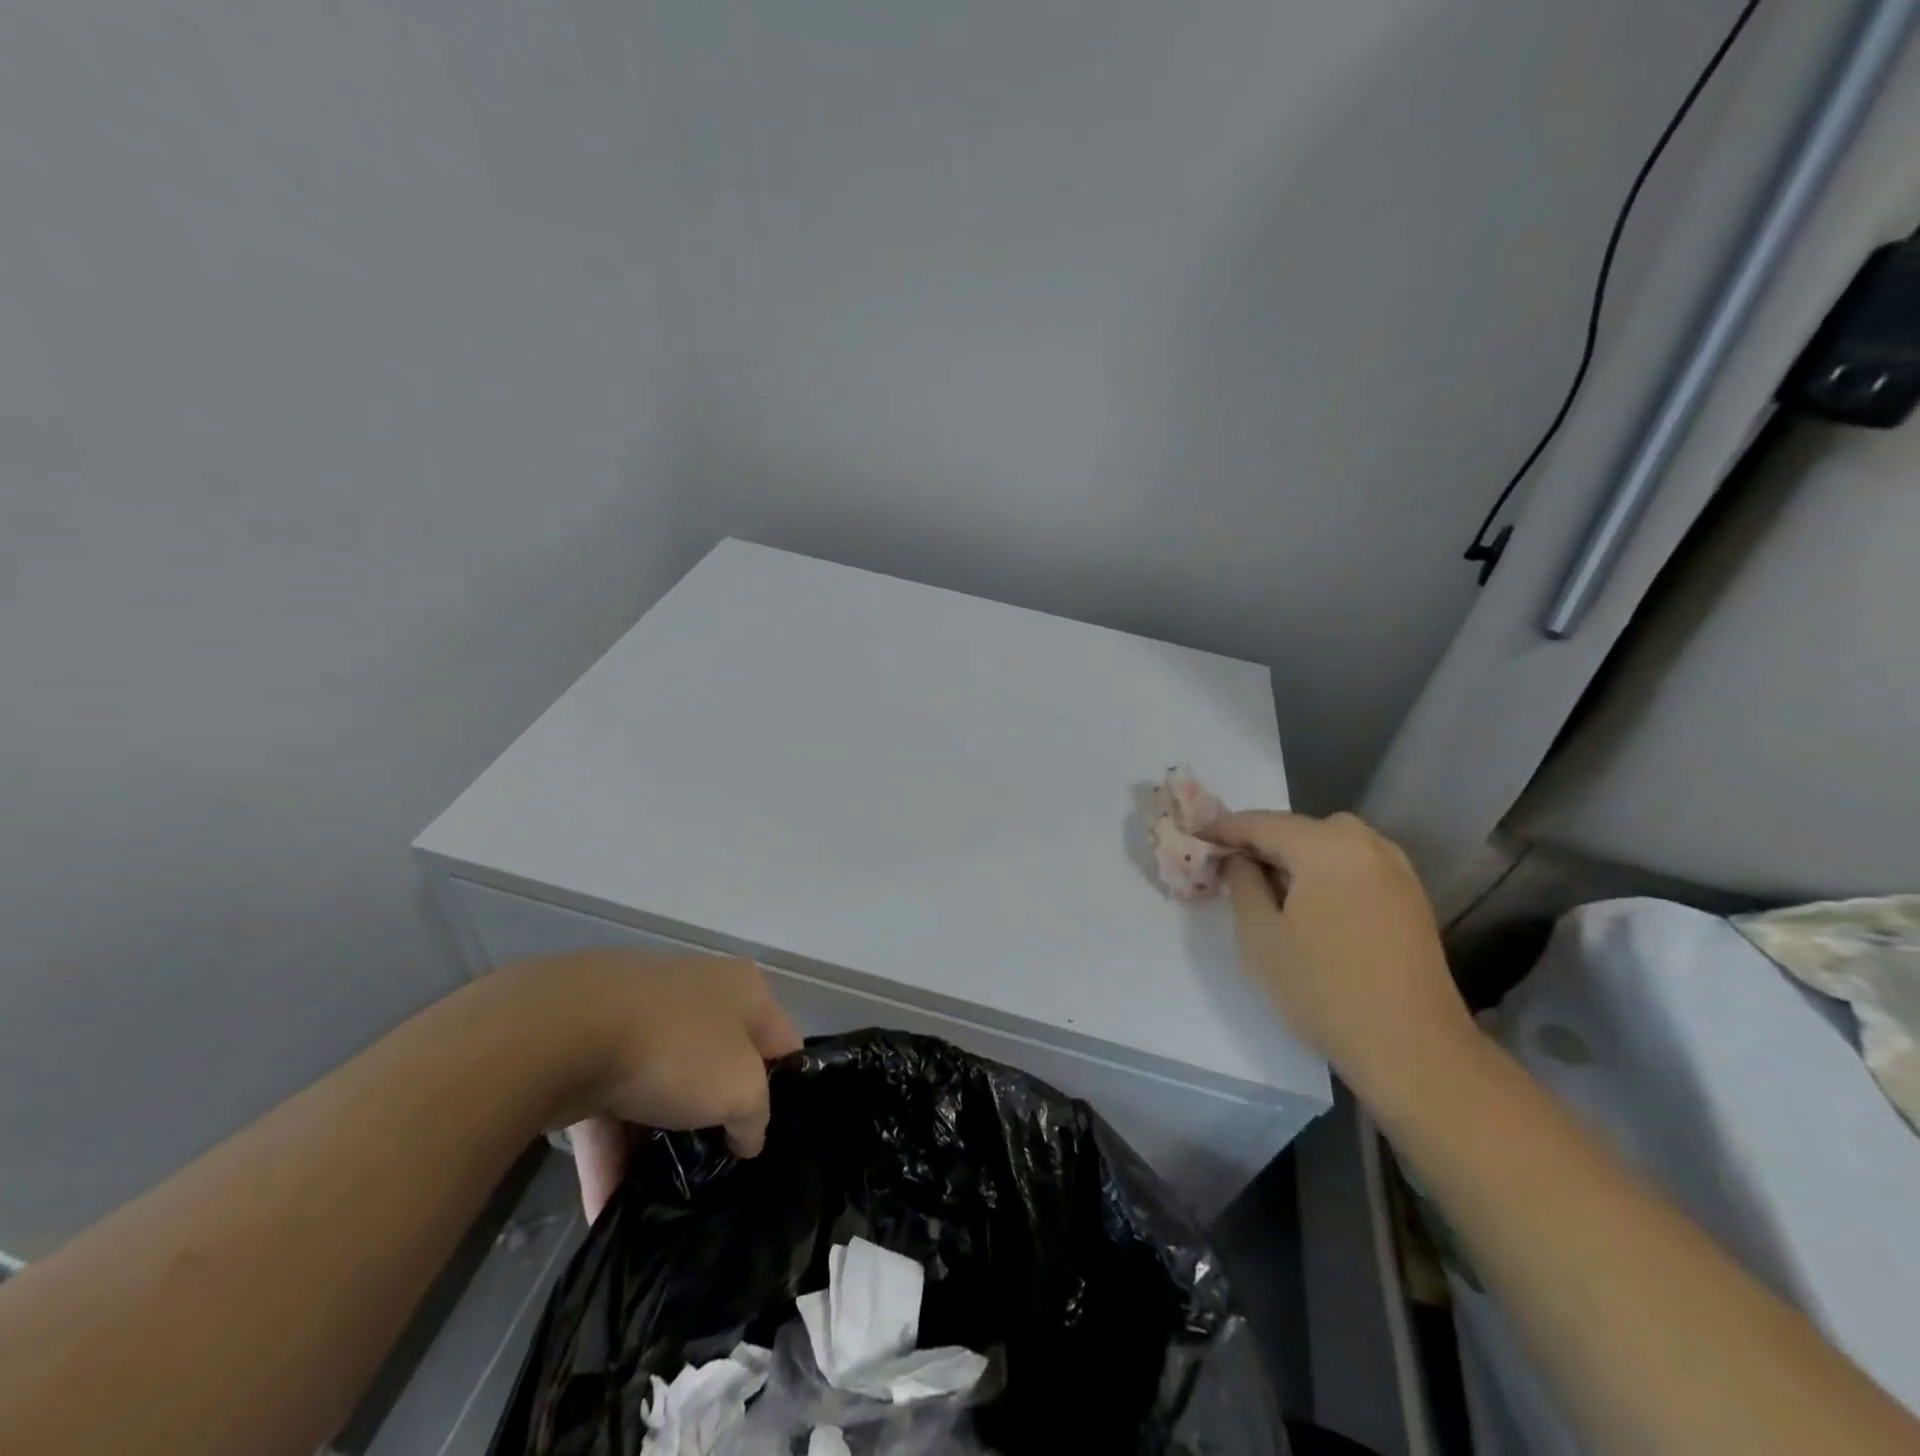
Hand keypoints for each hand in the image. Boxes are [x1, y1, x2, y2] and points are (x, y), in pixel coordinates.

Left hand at [493, 949, 801, 1220]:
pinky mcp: (585, 1048)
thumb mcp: (741, 1088)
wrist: (563, 1031)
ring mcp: (637, 1018)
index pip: (780, 1042)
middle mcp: (695, 993)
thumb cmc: (676, 1048)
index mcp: (742, 989)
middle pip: (718, 1064)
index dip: (785, 1090)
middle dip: (715, 1118)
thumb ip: (755, 1116)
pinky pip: (608, 1108)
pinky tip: (605, 1210)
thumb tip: (746, 1136)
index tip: (774, 1138)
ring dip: (656, 1144)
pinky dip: (609, 1154)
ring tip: (661, 1200)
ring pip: (659, 1088)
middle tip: (718, 1170)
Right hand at [1204, 811, 1478, 1111]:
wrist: (1412, 1048)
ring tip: (1265, 887)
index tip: (1193, 836)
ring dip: (1293, 857)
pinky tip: (1308, 903)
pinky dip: (1323, 871)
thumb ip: (1241, 882)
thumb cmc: (1324, 988)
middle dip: (1259, 842)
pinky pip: (1352, 864)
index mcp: (1327, 846)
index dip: (1222, 829)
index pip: (1261, 823)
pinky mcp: (1409, 895)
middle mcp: (1366, 843)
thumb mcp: (1260, 935)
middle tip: (1227, 867)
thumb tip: (1239, 859)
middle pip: (1297, 829)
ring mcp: (1395, 868)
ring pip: (1327, 844)